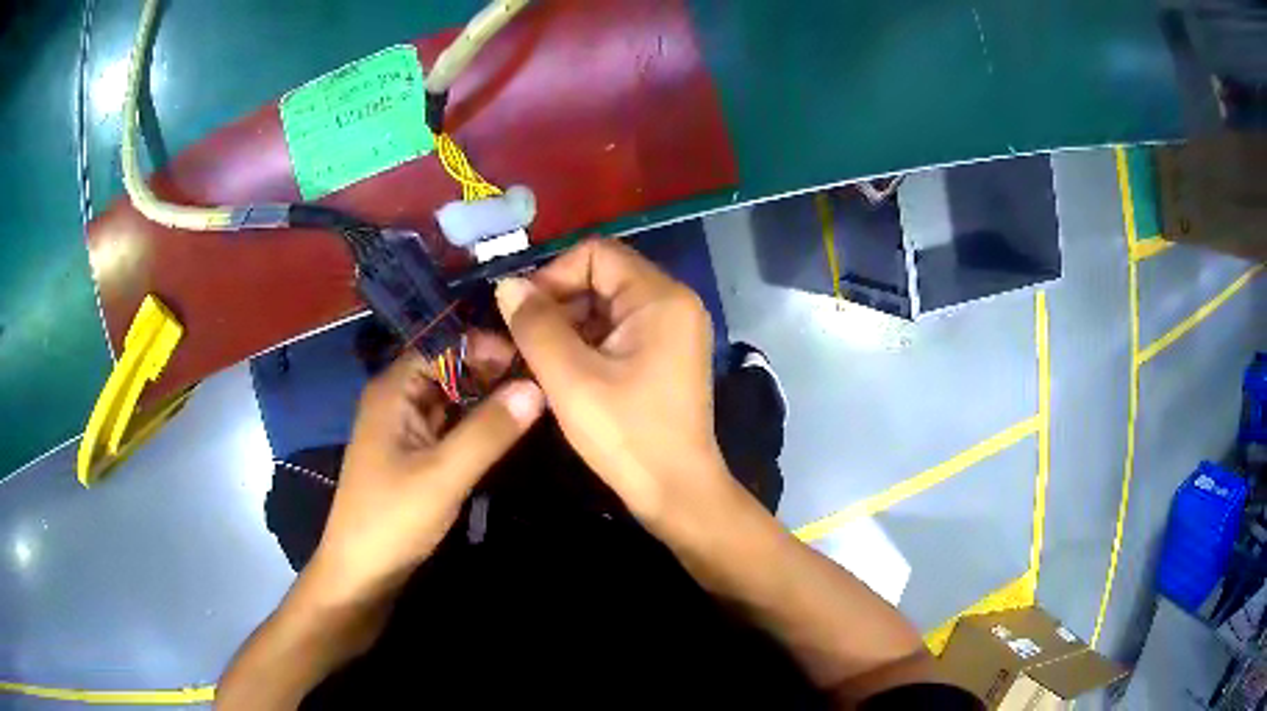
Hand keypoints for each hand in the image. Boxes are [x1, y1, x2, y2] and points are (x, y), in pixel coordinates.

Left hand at [309, 346, 543, 600]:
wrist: (361, 572)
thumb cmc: (393, 519)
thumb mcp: (444, 475)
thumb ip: (488, 431)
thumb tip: (536, 386)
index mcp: (393, 390)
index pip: (443, 345)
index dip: (485, 346)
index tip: (532, 360)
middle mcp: (396, 399)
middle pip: (447, 368)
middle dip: (490, 371)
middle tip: (541, 382)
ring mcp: (403, 427)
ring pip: (450, 397)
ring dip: (486, 397)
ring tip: (533, 401)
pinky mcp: (412, 453)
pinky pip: (448, 424)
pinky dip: (475, 422)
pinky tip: (506, 429)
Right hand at [494, 239, 731, 531]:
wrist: (677, 493)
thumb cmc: (627, 436)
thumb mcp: (571, 379)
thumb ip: (535, 325)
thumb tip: (507, 285)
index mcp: (659, 297)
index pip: (595, 253)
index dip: (552, 276)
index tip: (522, 315)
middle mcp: (671, 303)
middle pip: (599, 279)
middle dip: (553, 305)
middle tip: (515, 342)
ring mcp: (669, 331)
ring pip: (602, 308)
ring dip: (562, 328)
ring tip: (526, 360)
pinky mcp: (661, 356)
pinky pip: (613, 333)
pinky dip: (582, 345)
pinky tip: (555, 372)